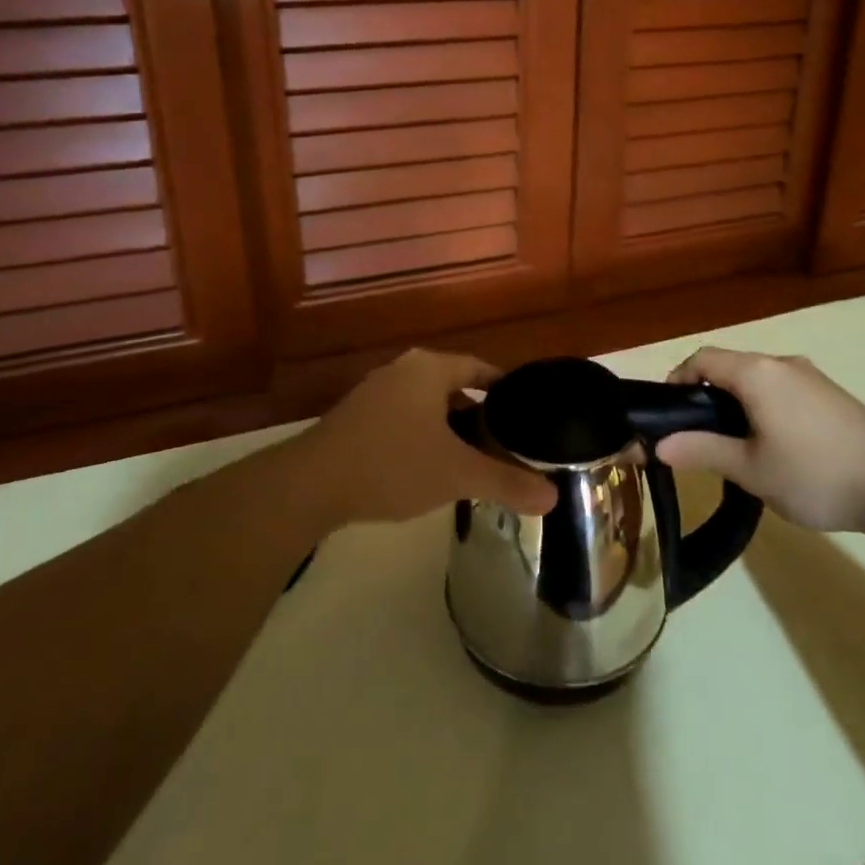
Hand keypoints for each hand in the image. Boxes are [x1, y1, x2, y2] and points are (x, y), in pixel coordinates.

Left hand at [303, 349, 557, 524]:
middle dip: (478, 413)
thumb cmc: (392, 464)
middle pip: (452, 385)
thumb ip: (505, 482)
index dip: (504, 387)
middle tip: (505, 441)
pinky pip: (402, 419)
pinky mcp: (354, 419)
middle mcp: (401, 371)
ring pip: (425, 405)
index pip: (479, 367)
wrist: (311, 485)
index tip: (525, 409)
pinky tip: (428, 467)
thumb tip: (553, 497)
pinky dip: (422, 436)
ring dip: (448, 427)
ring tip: (472, 457)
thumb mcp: (456, 474)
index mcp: (428, 369)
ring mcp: (374, 393)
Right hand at [661, 347, 864, 532]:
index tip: (668, 412)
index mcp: (757, 373)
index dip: (678, 378)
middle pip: (731, 366)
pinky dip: (765, 407)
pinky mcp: (833, 395)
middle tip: (698, 436)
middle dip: (707, 394)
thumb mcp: (751, 469)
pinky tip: (776, 446)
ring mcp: (812, 377)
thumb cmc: (815, 474)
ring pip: (759, 379)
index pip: (703, 358)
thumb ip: (703, 450)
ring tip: (735, 446)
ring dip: (738, 403)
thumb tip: (660, 445)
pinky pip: (783, 390)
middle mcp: (783, 363)